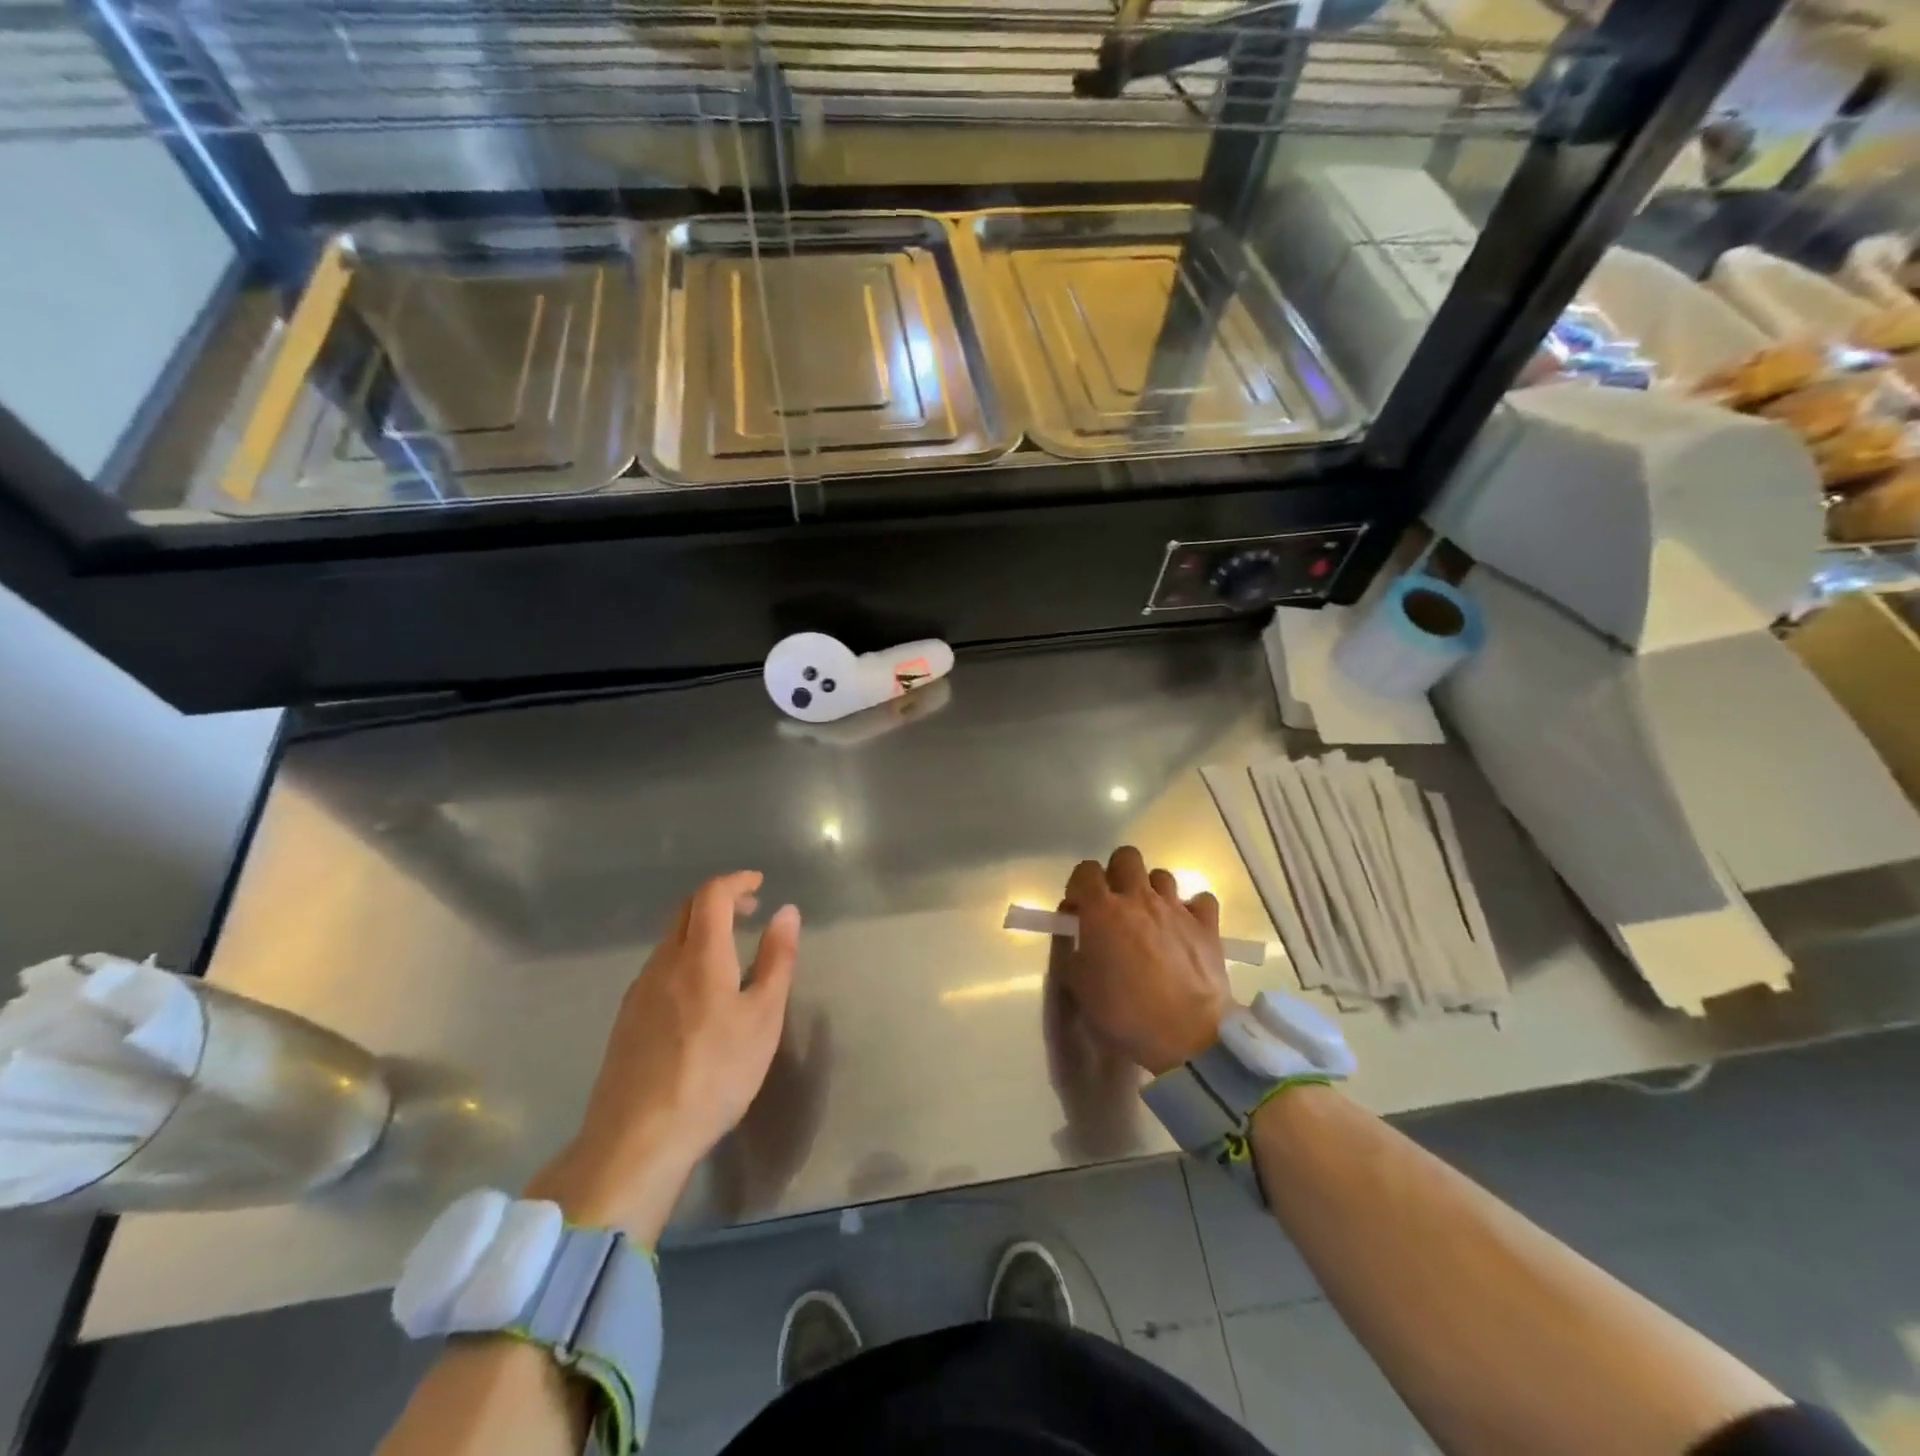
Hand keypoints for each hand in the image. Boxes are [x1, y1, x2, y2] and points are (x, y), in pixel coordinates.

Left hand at [528, 871, 800, 1241]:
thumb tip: (786, 911)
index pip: (712, 894)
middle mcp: (663, 963)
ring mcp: (638, 991)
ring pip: (668, 940)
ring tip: (729, 950)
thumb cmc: (714, 1073)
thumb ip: (777, 960)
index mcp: (699, 955)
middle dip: (718, 899)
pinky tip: (698, 992)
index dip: (736, 881)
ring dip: (699, 929)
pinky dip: (683, 957)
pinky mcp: (626, 1019)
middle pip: (685, 910)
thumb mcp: (763, 1017)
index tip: (759, 883)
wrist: (638, 1138)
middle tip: (749, 908)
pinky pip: (658, 968)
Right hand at [1058, 846, 1232, 1075]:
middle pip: (1126, 857)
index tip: (1079, 909)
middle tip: (1115, 904)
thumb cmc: (1125, 1013)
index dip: (1079, 885)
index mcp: (1102, 910)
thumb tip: (1078, 931)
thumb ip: (1073, 950)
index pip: (1085, 870)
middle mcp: (1138, 898)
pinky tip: (1187, 927)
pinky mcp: (1207, 925)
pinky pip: (1201, 900)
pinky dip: (1193, 909)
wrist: (1187, 1036)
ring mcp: (1176, 908)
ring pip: (1162, 875)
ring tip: (1151, 917)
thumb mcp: (1080, 987)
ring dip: (1152, 890)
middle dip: (1117, 873)